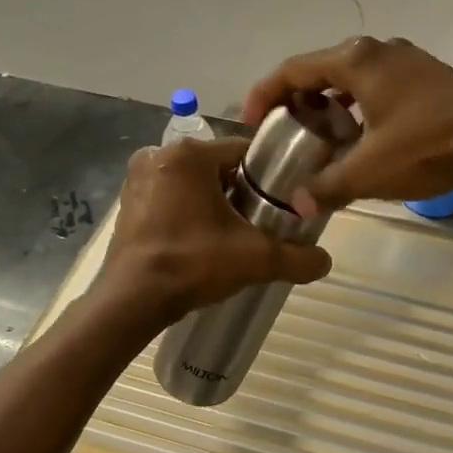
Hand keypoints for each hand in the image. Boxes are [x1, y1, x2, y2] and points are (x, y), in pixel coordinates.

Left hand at [97, 136, 332, 324]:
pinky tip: (199, 240)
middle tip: (258, 223)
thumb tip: (325, 261)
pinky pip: (169, 197)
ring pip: (192, 183)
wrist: (133, 300)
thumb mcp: (255, 259)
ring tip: (231, 235)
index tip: (281, 201)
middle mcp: (158, 155)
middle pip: (217, 167)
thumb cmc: (193, 263)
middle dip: (239, 191)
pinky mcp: (127, 203)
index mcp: (189, 154)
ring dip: (211, 202)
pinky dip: (186, 212)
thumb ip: (297, 258)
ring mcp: (137, 179)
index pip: (243, 151)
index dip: (267, 176)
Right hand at [243, 37, 452, 212]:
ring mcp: (404, 59)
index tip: (252, 123)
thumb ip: (328, 186)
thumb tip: (297, 204)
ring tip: (321, 136)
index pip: (292, 69)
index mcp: (355, 61)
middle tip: (286, 133)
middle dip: (297, 100)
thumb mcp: (371, 171)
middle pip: (320, 70)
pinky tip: (362, 135)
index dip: (264, 94)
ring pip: (350, 77)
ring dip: (329, 103)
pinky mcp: (425, 74)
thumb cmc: (428, 146)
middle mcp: (376, 50)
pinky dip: (357, 105)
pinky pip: (375, 84)